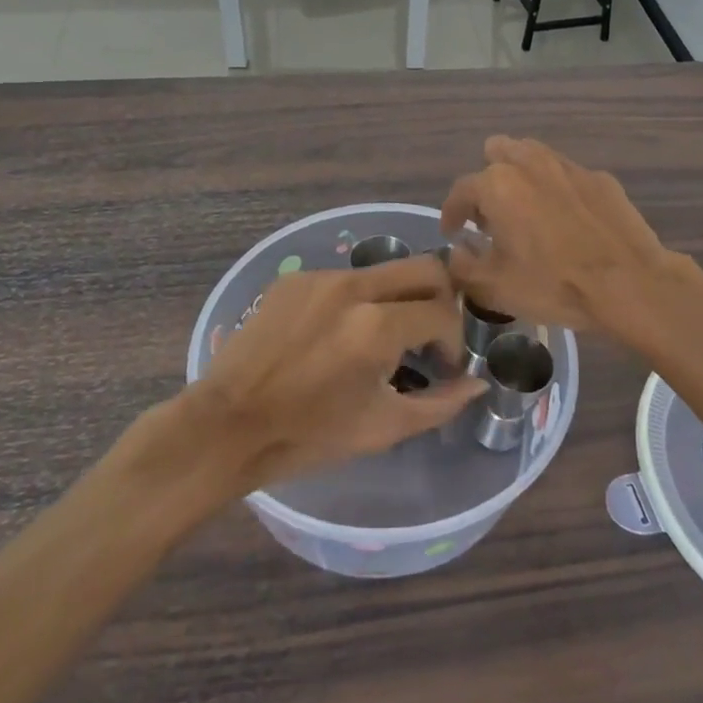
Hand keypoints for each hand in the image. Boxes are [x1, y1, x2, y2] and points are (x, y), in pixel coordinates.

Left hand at [186, 255, 481, 490]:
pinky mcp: (294, 279)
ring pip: (385, 271)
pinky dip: (359, 302)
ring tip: (384, 340)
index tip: (443, 367)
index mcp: (376, 326)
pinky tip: (340, 336)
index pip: (443, 312)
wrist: (227, 425)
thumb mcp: (382, 428)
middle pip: (425, 267)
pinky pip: (345, 279)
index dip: (454, 342)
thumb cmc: (308, 435)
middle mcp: (352, 288)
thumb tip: (476, 384)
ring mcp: (320, 277)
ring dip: (399, 300)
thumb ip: (439, 404)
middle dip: (442, 299)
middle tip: (431, 335)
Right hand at [441, 136, 678, 331]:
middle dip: (488, 180)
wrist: (629, 283)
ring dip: (521, 176)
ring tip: (527, 211)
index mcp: (497, 185)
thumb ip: (464, 265)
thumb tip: (457, 250)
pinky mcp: (600, 178)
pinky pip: (567, 175)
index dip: (451, 213)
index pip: (460, 190)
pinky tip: (568, 220)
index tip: (453, 232)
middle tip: (493, 216)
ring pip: (533, 156)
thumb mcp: (495, 286)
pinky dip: (558, 191)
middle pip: (496, 153)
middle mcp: (529, 164)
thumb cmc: (554, 284)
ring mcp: (568, 166)